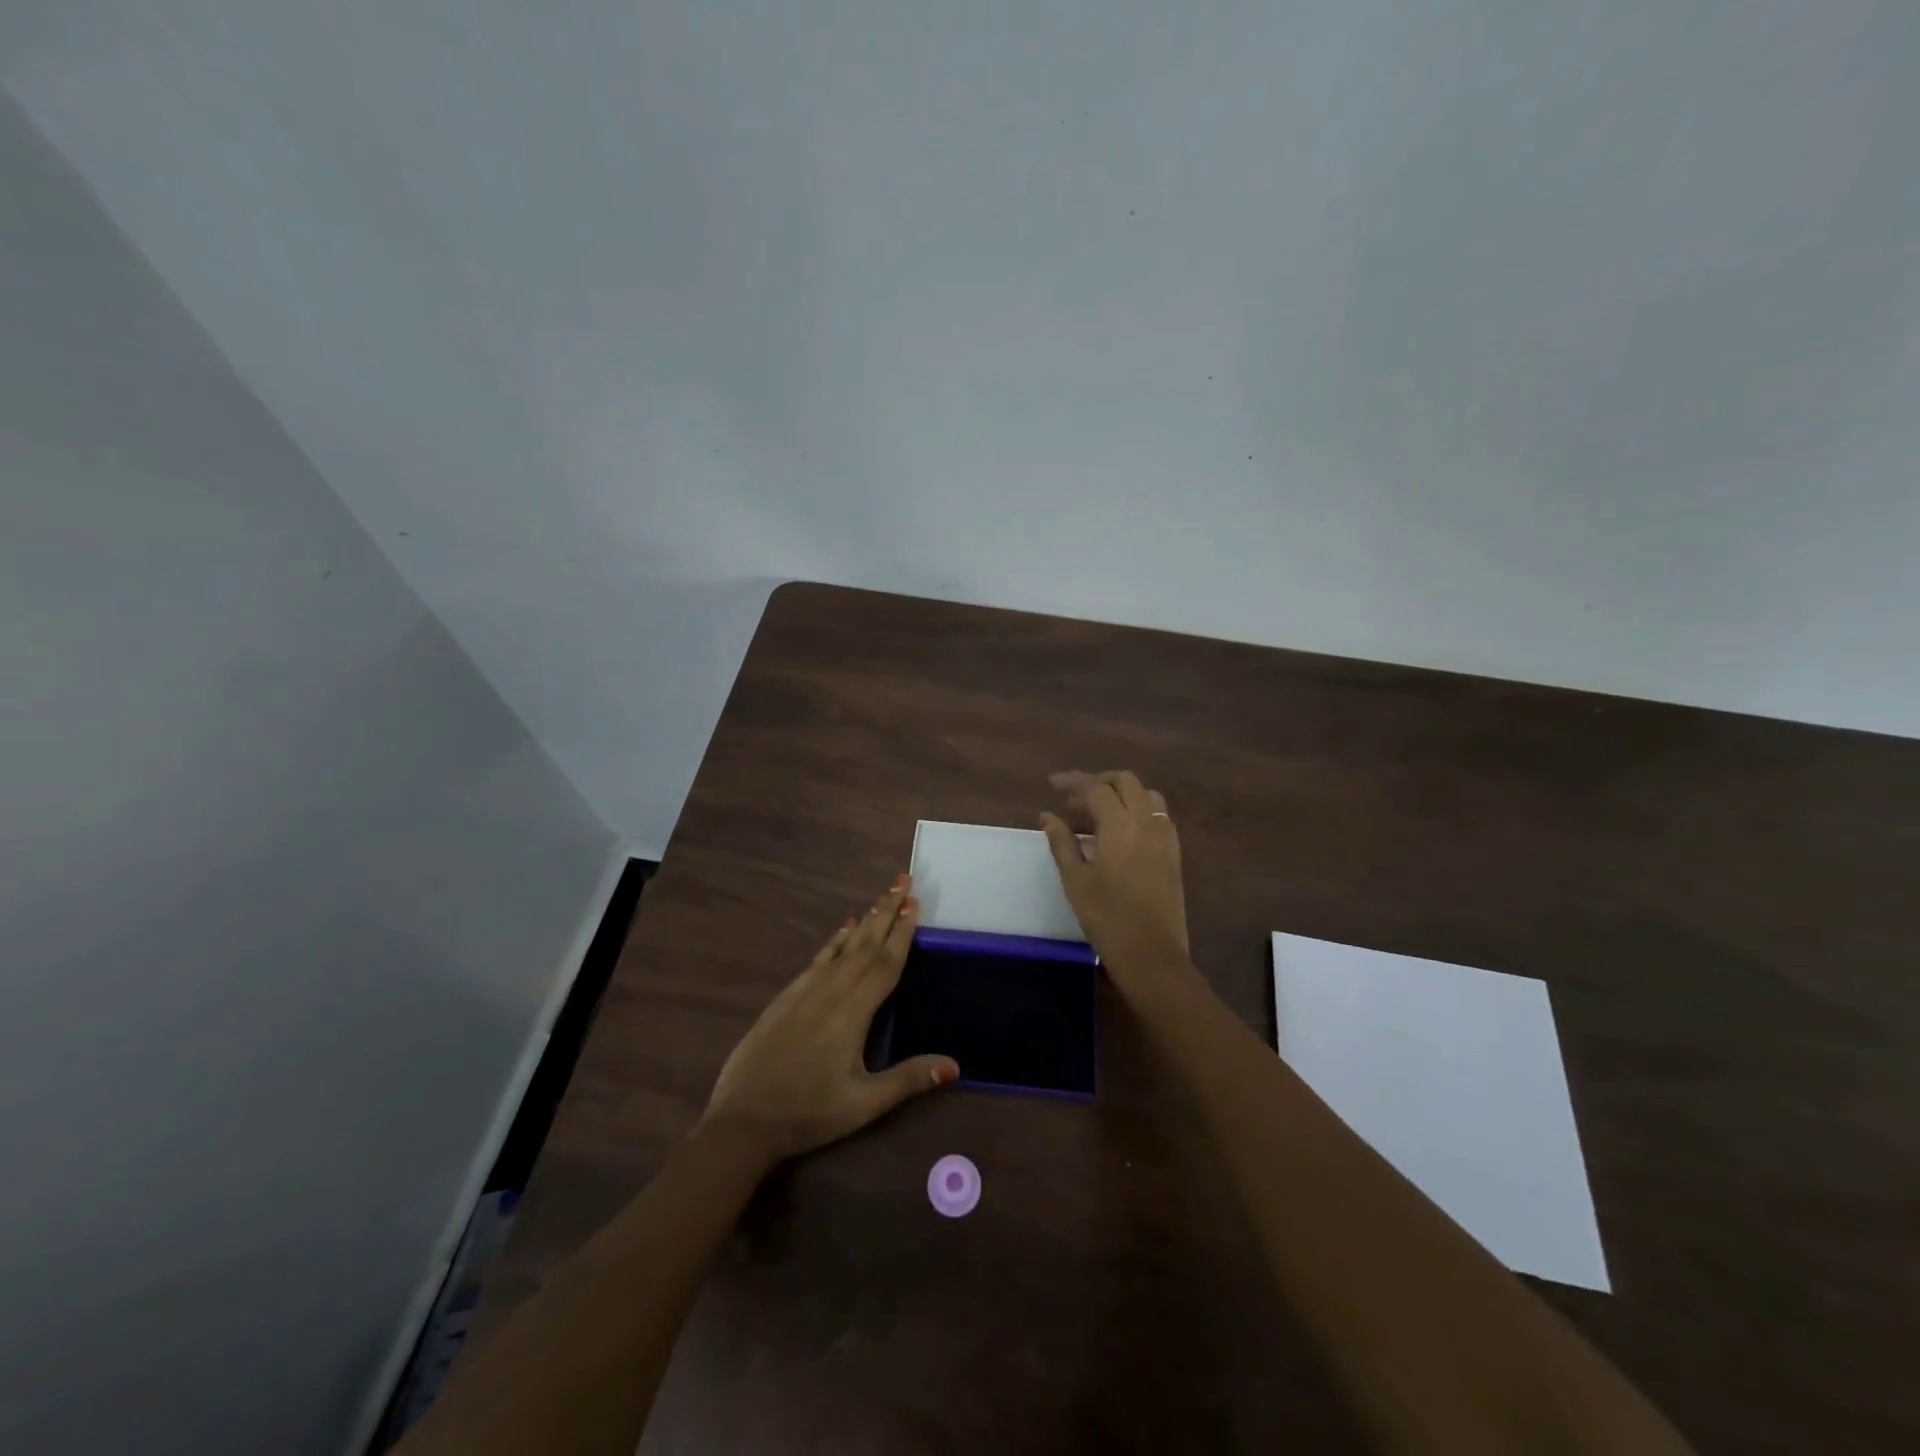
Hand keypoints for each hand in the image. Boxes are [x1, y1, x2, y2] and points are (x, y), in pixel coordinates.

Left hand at [700, 875, 958, 1164]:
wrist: (742, 1121)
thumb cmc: (808, 1113)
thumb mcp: (864, 1104)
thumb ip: (908, 1080)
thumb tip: (955, 1065)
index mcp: (852, 1012)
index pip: (884, 963)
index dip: (902, 932)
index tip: (914, 902)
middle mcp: (830, 992)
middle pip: (864, 944)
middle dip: (886, 911)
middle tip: (902, 881)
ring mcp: (804, 992)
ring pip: (841, 947)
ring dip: (864, 921)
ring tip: (880, 899)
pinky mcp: (785, 999)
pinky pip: (817, 960)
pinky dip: (833, 941)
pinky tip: (840, 930)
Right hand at [1040, 770, 1192, 986]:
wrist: (1152, 955)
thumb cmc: (1107, 918)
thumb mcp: (1075, 880)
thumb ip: (1062, 842)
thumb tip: (1047, 815)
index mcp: (1120, 826)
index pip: (1096, 788)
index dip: (1072, 781)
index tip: (1052, 784)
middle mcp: (1147, 823)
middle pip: (1125, 782)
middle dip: (1099, 783)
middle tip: (1074, 802)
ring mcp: (1165, 837)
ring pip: (1146, 795)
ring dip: (1121, 795)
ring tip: (1098, 817)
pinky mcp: (1174, 854)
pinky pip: (1159, 816)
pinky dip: (1139, 811)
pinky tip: (1122, 834)